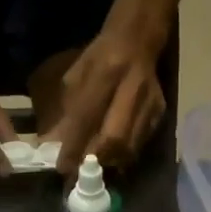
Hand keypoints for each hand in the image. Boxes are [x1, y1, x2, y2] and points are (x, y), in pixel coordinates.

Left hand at [54, 26, 166, 178]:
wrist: (138, 40)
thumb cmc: (100, 59)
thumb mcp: (75, 77)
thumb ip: (65, 111)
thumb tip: (51, 145)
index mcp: (107, 71)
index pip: (87, 116)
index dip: (74, 145)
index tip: (62, 166)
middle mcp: (132, 87)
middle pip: (114, 138)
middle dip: (95, 159)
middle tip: (80, 171)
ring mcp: (150, 101)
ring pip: (129, 146)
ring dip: (109, 162)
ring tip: (94, 167)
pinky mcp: (159, 112)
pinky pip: (140, 144)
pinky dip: (123, 155)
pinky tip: (112, 155)